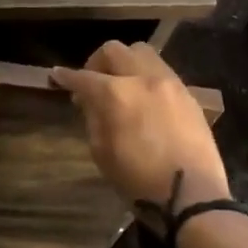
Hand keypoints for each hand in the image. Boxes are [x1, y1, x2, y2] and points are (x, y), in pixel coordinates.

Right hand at [50, 41, 228, 209]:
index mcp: (116, 94)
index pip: (83, 77)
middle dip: (97, 62)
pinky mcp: (188, 94)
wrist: (191, 196)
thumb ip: (93, 118)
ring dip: (125, 64)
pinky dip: (146, 77)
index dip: (65, 76)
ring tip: (121, 86)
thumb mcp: (102, 152)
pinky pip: (162, 71)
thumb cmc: (138, 180)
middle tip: (92, 82)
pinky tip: (145, 99)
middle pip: (114, 50)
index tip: (56, 75)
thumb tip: (90, 100)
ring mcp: (170, 83)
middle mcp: (143, 78)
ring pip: (142, 53)